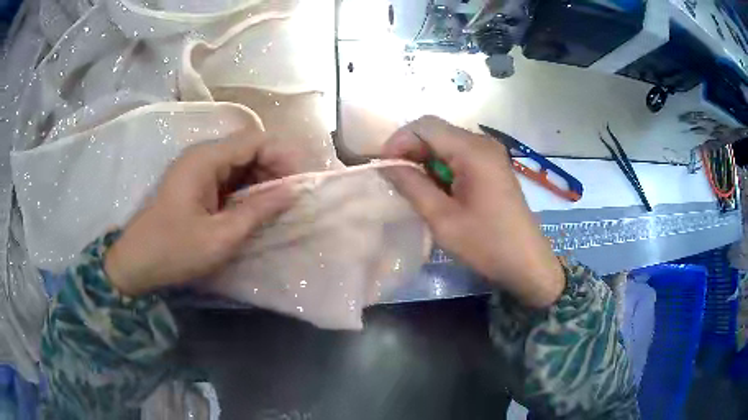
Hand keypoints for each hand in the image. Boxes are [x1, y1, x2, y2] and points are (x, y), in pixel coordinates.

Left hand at [105, 136, 298, 295]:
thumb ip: (259, 210)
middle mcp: (202, 156)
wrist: (136, 263)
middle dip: (273, 170)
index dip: (282, 156)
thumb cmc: (175, 250)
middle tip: (291, 200)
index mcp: (206, 159)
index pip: (255, 140)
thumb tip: (293, 190)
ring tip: (276, 207)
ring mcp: (196, 170)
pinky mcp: (194, 185)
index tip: (300, 183)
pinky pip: (227, 179)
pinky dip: (244, 191)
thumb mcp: (221, 236)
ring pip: (239, 164)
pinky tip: (254, 210)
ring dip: (260, 182)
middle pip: (248, 149)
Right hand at [381, 116, 564, 307]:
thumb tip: (386, 164)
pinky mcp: (492, 166)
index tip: (385, 167)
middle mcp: (482, 143)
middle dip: (410, 150)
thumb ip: (412, 185)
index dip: (399, 141)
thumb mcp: (442, 218)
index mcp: (473, 151)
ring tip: (413, 187)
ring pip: (446, 143)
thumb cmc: (486, 244)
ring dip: (425, 159)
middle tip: (395, 179)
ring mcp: (490, 154)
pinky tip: (436, 189)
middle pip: (436, 131)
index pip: (425, 126)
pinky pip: (459, 155)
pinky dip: (441, 166)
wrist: (527, 263)